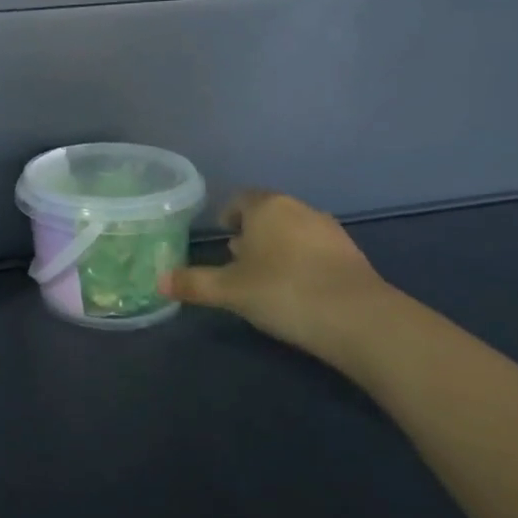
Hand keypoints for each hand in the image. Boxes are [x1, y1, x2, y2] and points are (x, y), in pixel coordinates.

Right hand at [162, 191, 394, 361]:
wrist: (358, 318)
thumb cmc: (283, 291)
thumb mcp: (230, 291)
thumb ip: (194, 284)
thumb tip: (158, 281)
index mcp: (266, 207)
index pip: (240, 199)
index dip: (228, 215)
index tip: (222, 236)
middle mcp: (298, 208)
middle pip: (268, 213)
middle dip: (252, 233)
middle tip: (238, 260)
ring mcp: (329, 229)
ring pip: (293, 230)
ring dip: (278, 247)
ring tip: (267, 277)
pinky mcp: (352, 254)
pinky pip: (316, 249)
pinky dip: (303, 261)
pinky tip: (299, 289)